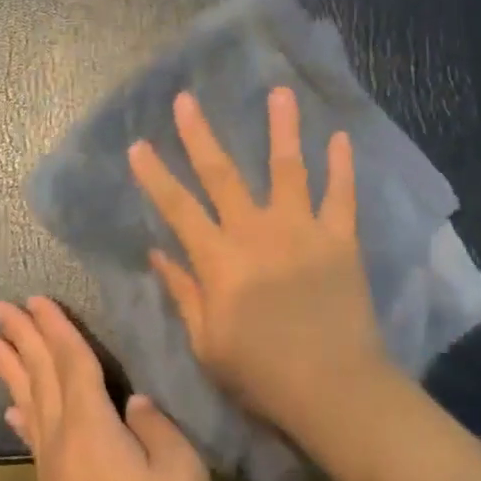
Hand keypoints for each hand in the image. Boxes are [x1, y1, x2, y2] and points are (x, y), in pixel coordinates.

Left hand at [0, 296, 215, 480]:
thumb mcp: (180, 476)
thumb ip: (157, 429)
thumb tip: (135, 405)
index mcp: (92, 428)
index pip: (70, 362)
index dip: (55, 328)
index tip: (34, 299)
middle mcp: (62, 444)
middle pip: (38, 378)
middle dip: (20, 339)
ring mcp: (53, 477)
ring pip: (28, 406)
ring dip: (11, 371)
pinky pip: (33, 441)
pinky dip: (22, 415)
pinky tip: (14, 412)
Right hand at [127, 88, 388, 443]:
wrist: (334, 388)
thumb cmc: (262, 374)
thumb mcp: (208, 343)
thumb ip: (184, 292)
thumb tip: (158, 251)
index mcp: (220, 260)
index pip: (178, 208)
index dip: (155, 176)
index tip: (138, 144)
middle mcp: (257, 233)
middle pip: (222, 174)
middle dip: (200, 135)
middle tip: (186, 99)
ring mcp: (302, 230)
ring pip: (288, 168)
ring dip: (282, 128)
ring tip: (280, 91)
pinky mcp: (339, 238)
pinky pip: (342, 195)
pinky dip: (342, 165)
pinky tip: (340, 135)